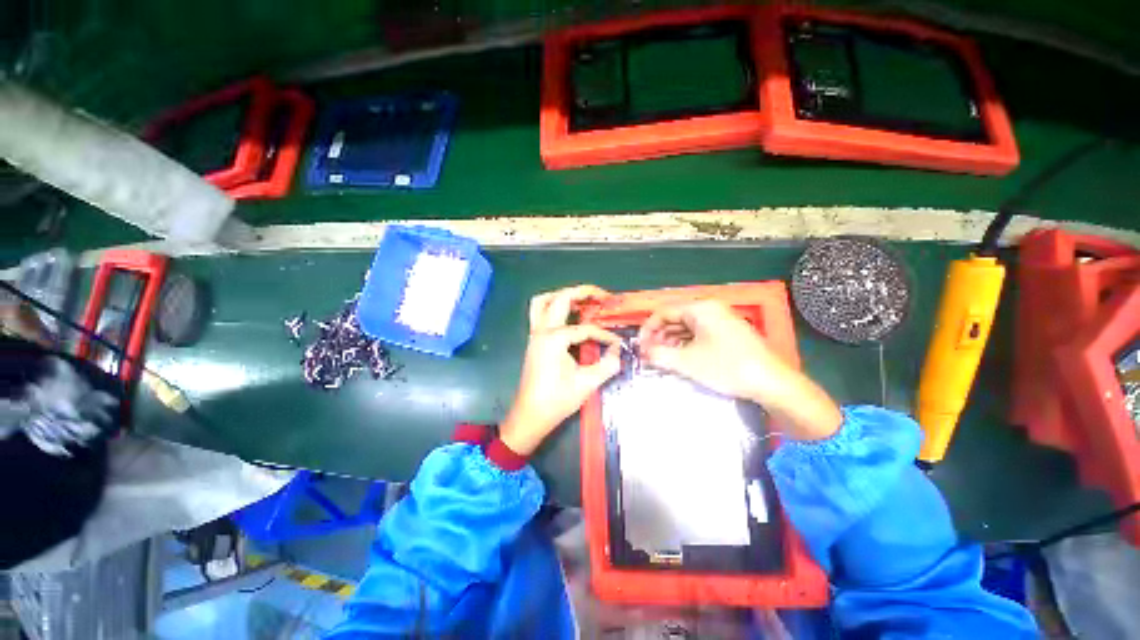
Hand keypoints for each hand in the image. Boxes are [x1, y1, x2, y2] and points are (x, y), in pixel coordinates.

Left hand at [500, 285, 622, 455]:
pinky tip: (569, 316)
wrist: (530, 416)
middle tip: (602, 296)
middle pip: (561, 298)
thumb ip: (607, 365)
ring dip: (562, 295)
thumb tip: (618, 351)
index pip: (585, 328)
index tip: (616, 343)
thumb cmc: (557, 401)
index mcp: (554, 339)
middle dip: (583, 292)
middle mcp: (542, 331)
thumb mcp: (587, 384)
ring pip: (542, 302)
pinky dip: (553, 307)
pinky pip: (539, 313)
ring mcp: (535, 335)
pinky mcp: (533, 341)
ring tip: (582, 300)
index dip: (604, 334)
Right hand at [637, 300, 789, 402]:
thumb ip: (659, 354)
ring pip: (686, 326)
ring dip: (671, 341)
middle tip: (649, 354)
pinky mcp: (727, 332)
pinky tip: (680, 357)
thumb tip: (642, 352)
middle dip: (659, 336)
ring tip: (662, 358)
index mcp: (700, 308)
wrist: (771, 382)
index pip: (663, 312)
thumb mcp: (687, 362)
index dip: (648, 329)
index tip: (640, 347)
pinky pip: (698, 333)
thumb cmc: (727, 367)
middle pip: (674, 318)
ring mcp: (720, 320)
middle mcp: (710, 309)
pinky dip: (685, 344)